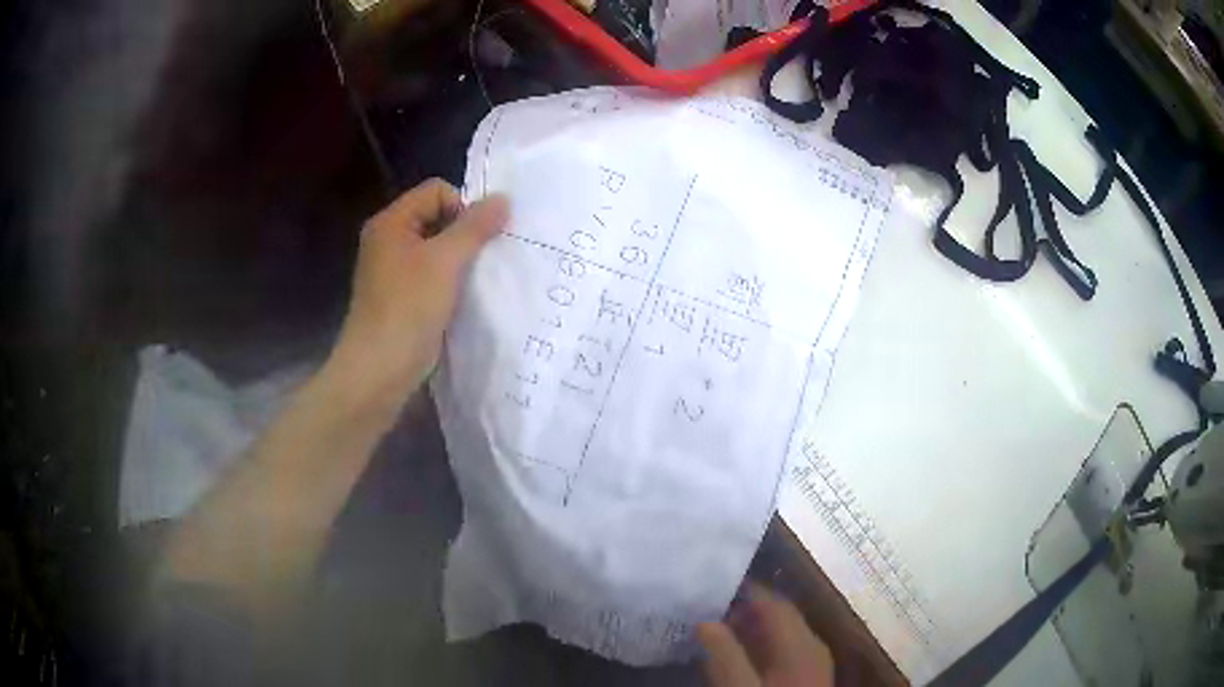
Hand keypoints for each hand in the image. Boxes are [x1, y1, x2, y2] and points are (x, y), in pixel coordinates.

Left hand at [324, 179, 508, 411]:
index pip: (435, 191)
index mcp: (391, 222)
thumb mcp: (445, 261)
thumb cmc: (408, 309)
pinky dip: (450, 281)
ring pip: (436, 248)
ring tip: (476, 279)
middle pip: (436, 217)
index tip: (478, 238)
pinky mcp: (400, 297)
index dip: (462, 206)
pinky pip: (431, 275)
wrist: (379, 370)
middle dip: (464, 233)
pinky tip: (463, 298)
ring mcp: (392, 270)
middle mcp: (388, 240)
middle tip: (484, 258)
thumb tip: (503, 199)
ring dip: (460, 259)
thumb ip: (475, 227)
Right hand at [698, 584, 833, 686]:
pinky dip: (763, 647)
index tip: (715, 587)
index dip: (748, 592)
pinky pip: (786, 650)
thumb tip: (705, 621)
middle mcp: (813, 646)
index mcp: (801, 645)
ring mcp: (814, 662)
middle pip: (782, 616)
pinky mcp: (810, 676)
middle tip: (712, 612)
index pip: (776, 604)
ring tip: (720, 634)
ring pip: (784, 633)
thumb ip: (725, 656)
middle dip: (747, 611)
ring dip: (754, 630)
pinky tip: (741, 658)